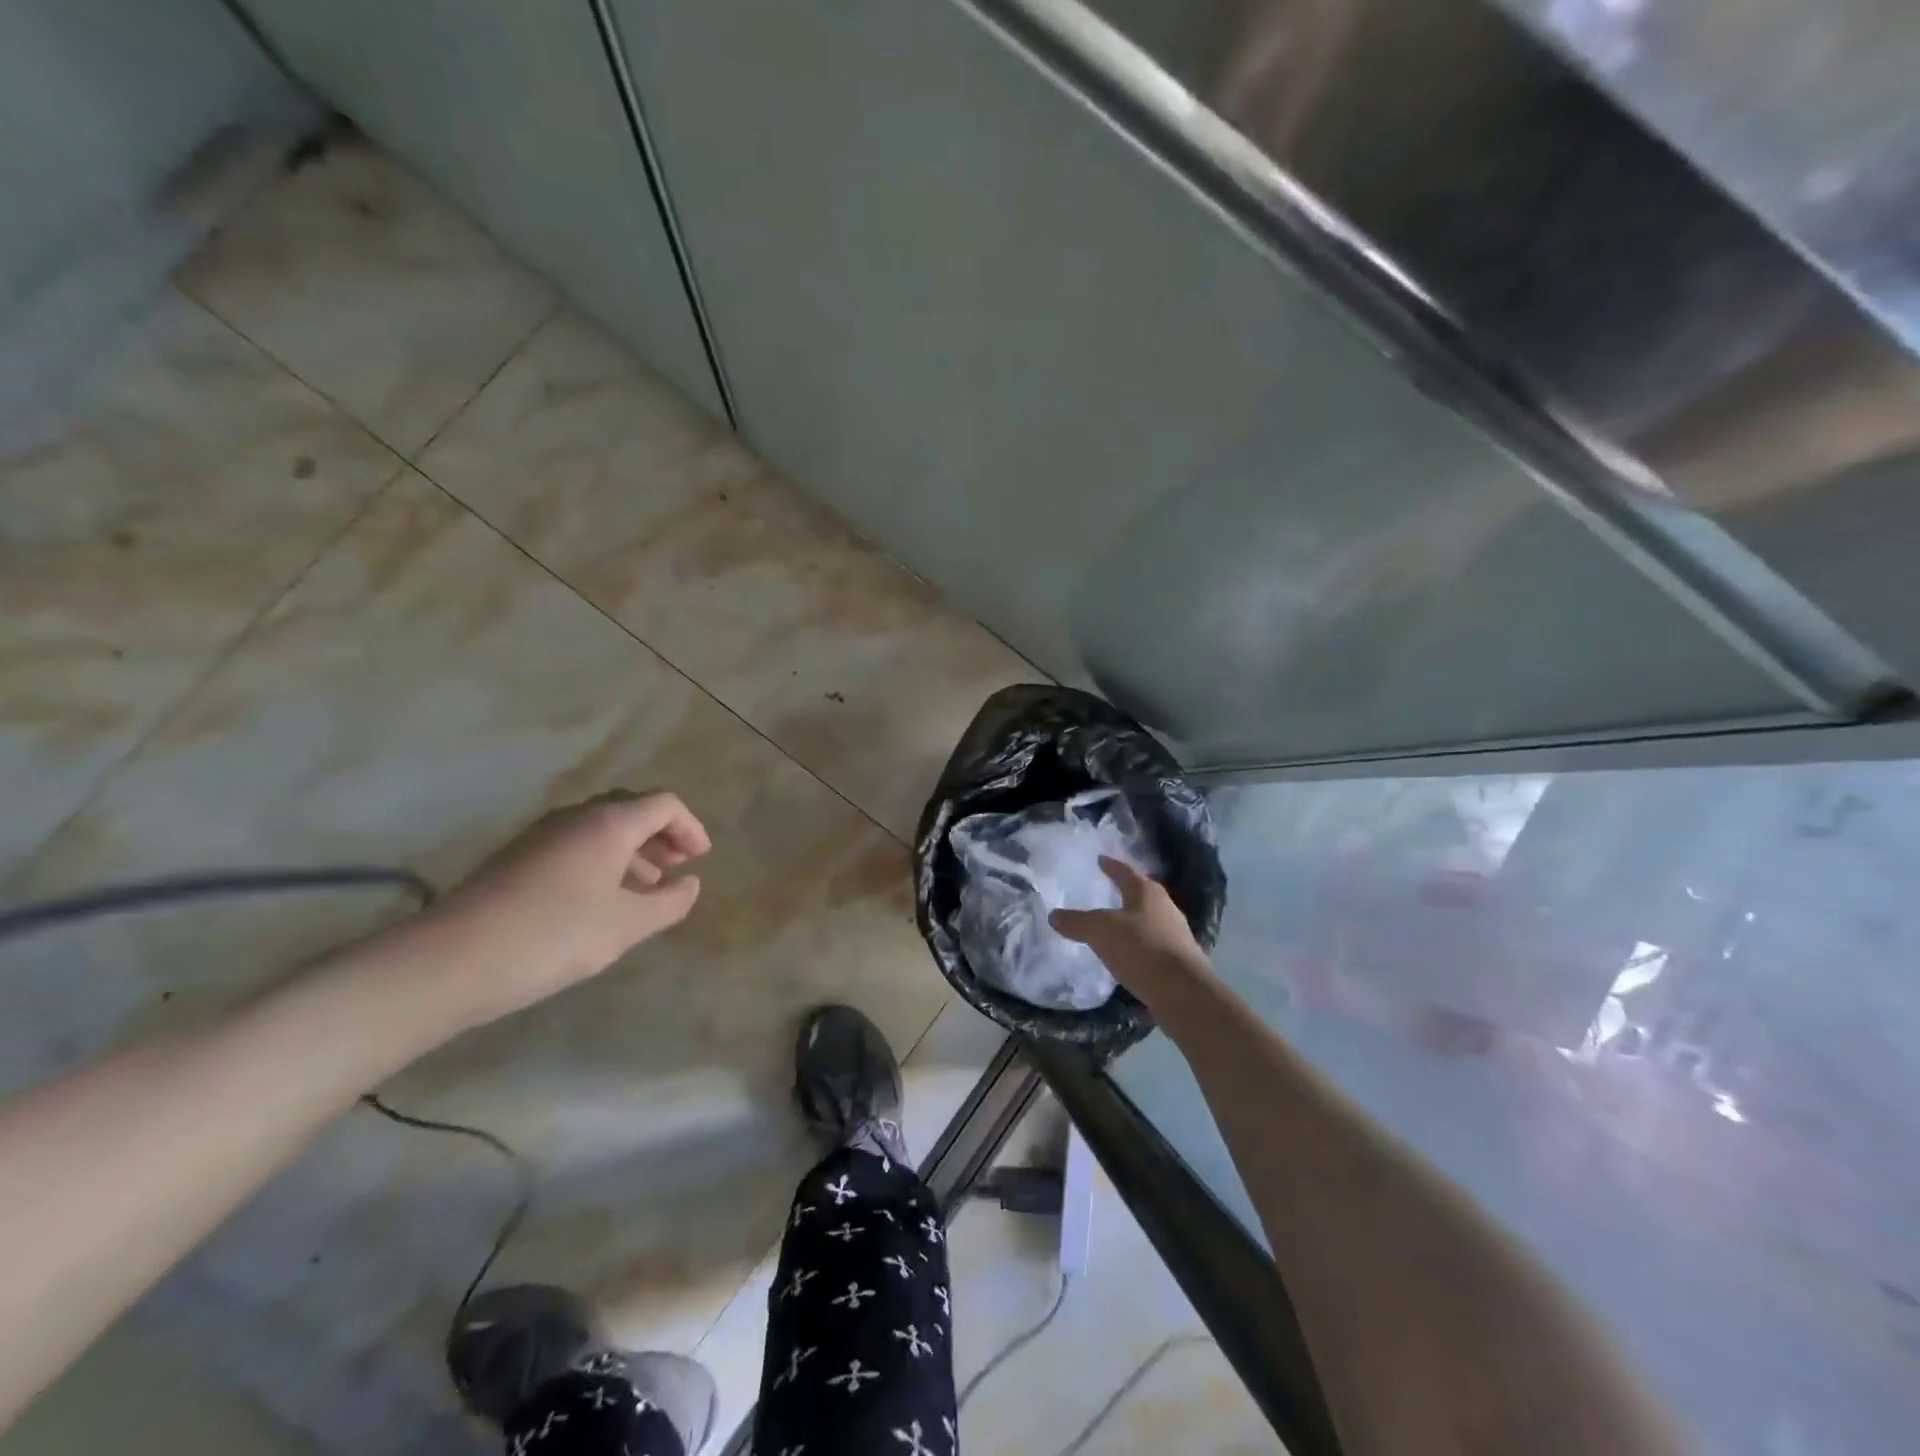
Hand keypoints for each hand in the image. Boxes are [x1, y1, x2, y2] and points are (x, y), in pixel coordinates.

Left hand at [416, 791, 711, 1023]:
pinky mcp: (517, 858)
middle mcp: (576, 817)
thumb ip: (669, 903)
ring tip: (644, 889)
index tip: (701, 859)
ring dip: (631, 850)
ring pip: (600, 829)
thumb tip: (690, 884)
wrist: (451, 960)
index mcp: (609, 823)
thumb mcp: (626, 926)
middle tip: (675, 867)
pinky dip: (601, 861)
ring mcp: (541, 835)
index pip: (664, 804)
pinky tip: (599, 900)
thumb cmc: (555, 935)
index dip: (690, 827)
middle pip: (631, 809)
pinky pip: (574, 845)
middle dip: (660, 835)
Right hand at [1050, 857, 1212, 1007]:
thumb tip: (1054, 915)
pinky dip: (1138, 945)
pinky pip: (1152, 945)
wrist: (1183, 992)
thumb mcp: (1100, 931)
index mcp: (1147, 892)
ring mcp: (1176, 934)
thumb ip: (1076, 922)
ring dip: (1132, 921)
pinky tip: (1127, 955)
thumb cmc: (1140, 949)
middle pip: (1141, 894)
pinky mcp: (1179, 960)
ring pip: (1148, 920)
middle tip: (1107, 890)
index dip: (1111, 865)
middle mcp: (1165, 907)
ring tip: (1114, 926)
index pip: (1125, 872)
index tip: (1100, 859)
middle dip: (1125, 892)